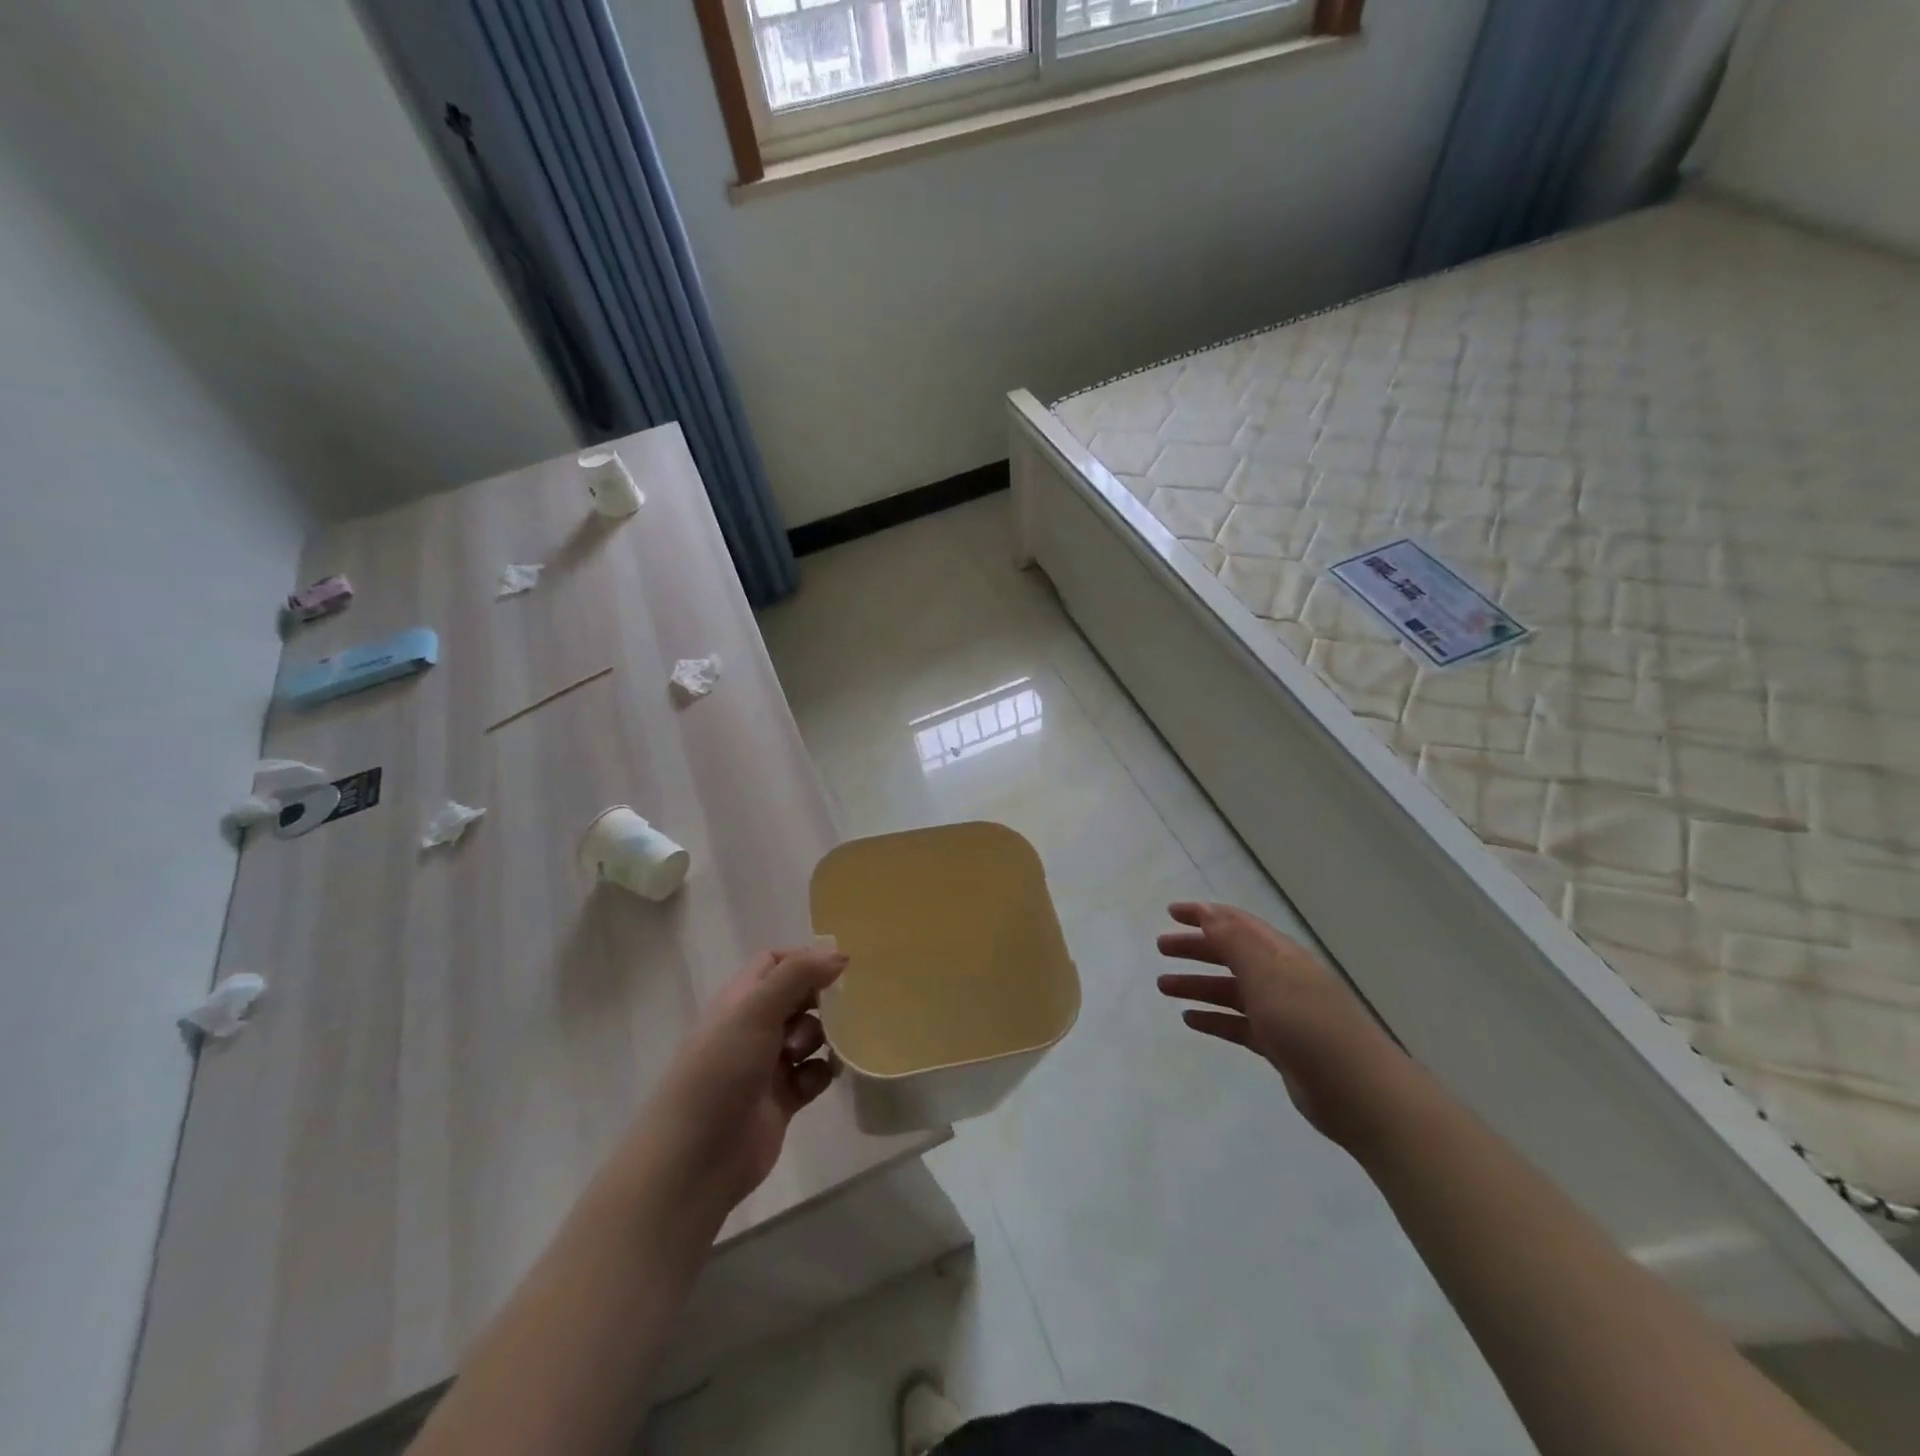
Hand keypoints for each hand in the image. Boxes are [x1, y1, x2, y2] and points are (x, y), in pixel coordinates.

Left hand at [642, 945, 846, 1217]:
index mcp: (740, 1001)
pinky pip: (814, 1074)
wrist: (695, 1161)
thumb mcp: (755, 1012)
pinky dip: (821, 1073)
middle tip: (839, 1010)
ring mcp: (768, 1065)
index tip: (836, 969)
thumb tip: (840, 955)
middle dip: (820, 1000)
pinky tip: (817, 1080)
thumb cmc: (720, 1073)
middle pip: (798, 997)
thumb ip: (797, 976)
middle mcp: (753, 1028)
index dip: (804, 960)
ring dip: (822, 1037)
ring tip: (809, 1054)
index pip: (774, 962)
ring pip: (810, 1035)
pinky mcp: (783, 1100)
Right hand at [1156, 901, 1404, 1145]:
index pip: (1237, 924)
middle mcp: (1281, 978)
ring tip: (1164, 987)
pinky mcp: (1279, 1046)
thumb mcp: (1269, 976)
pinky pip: (1238, 1024)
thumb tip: (1208, 911)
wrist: (1361, 1094)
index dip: (1204, 915)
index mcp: (1281, 955)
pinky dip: (1214, 1018)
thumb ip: (1235, 942)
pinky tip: (1190, 1020)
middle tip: (1161, 949)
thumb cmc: (1310, 1025)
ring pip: (1231, 990)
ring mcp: (1281, 1013)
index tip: (1170, 912)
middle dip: (1196, 948)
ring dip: (1198, 984)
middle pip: (1231, 954)